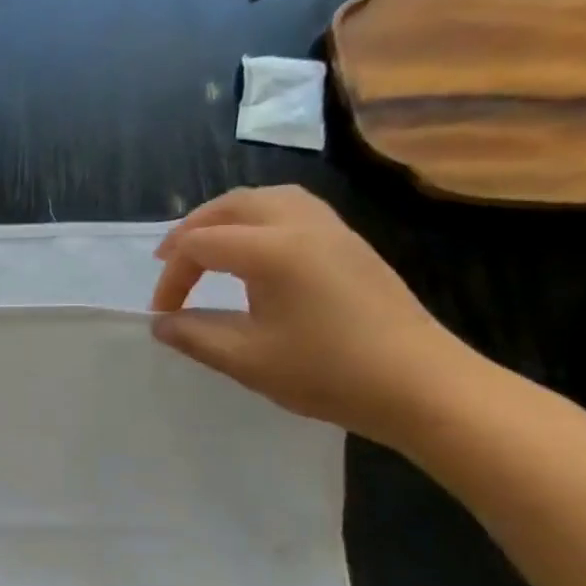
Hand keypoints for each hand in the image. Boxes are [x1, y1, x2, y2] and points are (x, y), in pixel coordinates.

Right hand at [149, 186, 475, 445]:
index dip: (172, 277)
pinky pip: (295, 210)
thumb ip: (195, 335)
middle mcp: (301, 226)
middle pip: (232, 206)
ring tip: (208, 246)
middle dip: (192, 230)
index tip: (163, 314)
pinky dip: (260, 219)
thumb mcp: (246, 360)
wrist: (423, 386)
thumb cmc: (328, 372)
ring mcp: (333, 231)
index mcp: (272, 251)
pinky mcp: (352, 245)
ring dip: (227, 217)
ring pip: (268, 199)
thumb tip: (161, 323)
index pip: (200, 245)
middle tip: (168, 261)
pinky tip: (256, 251)